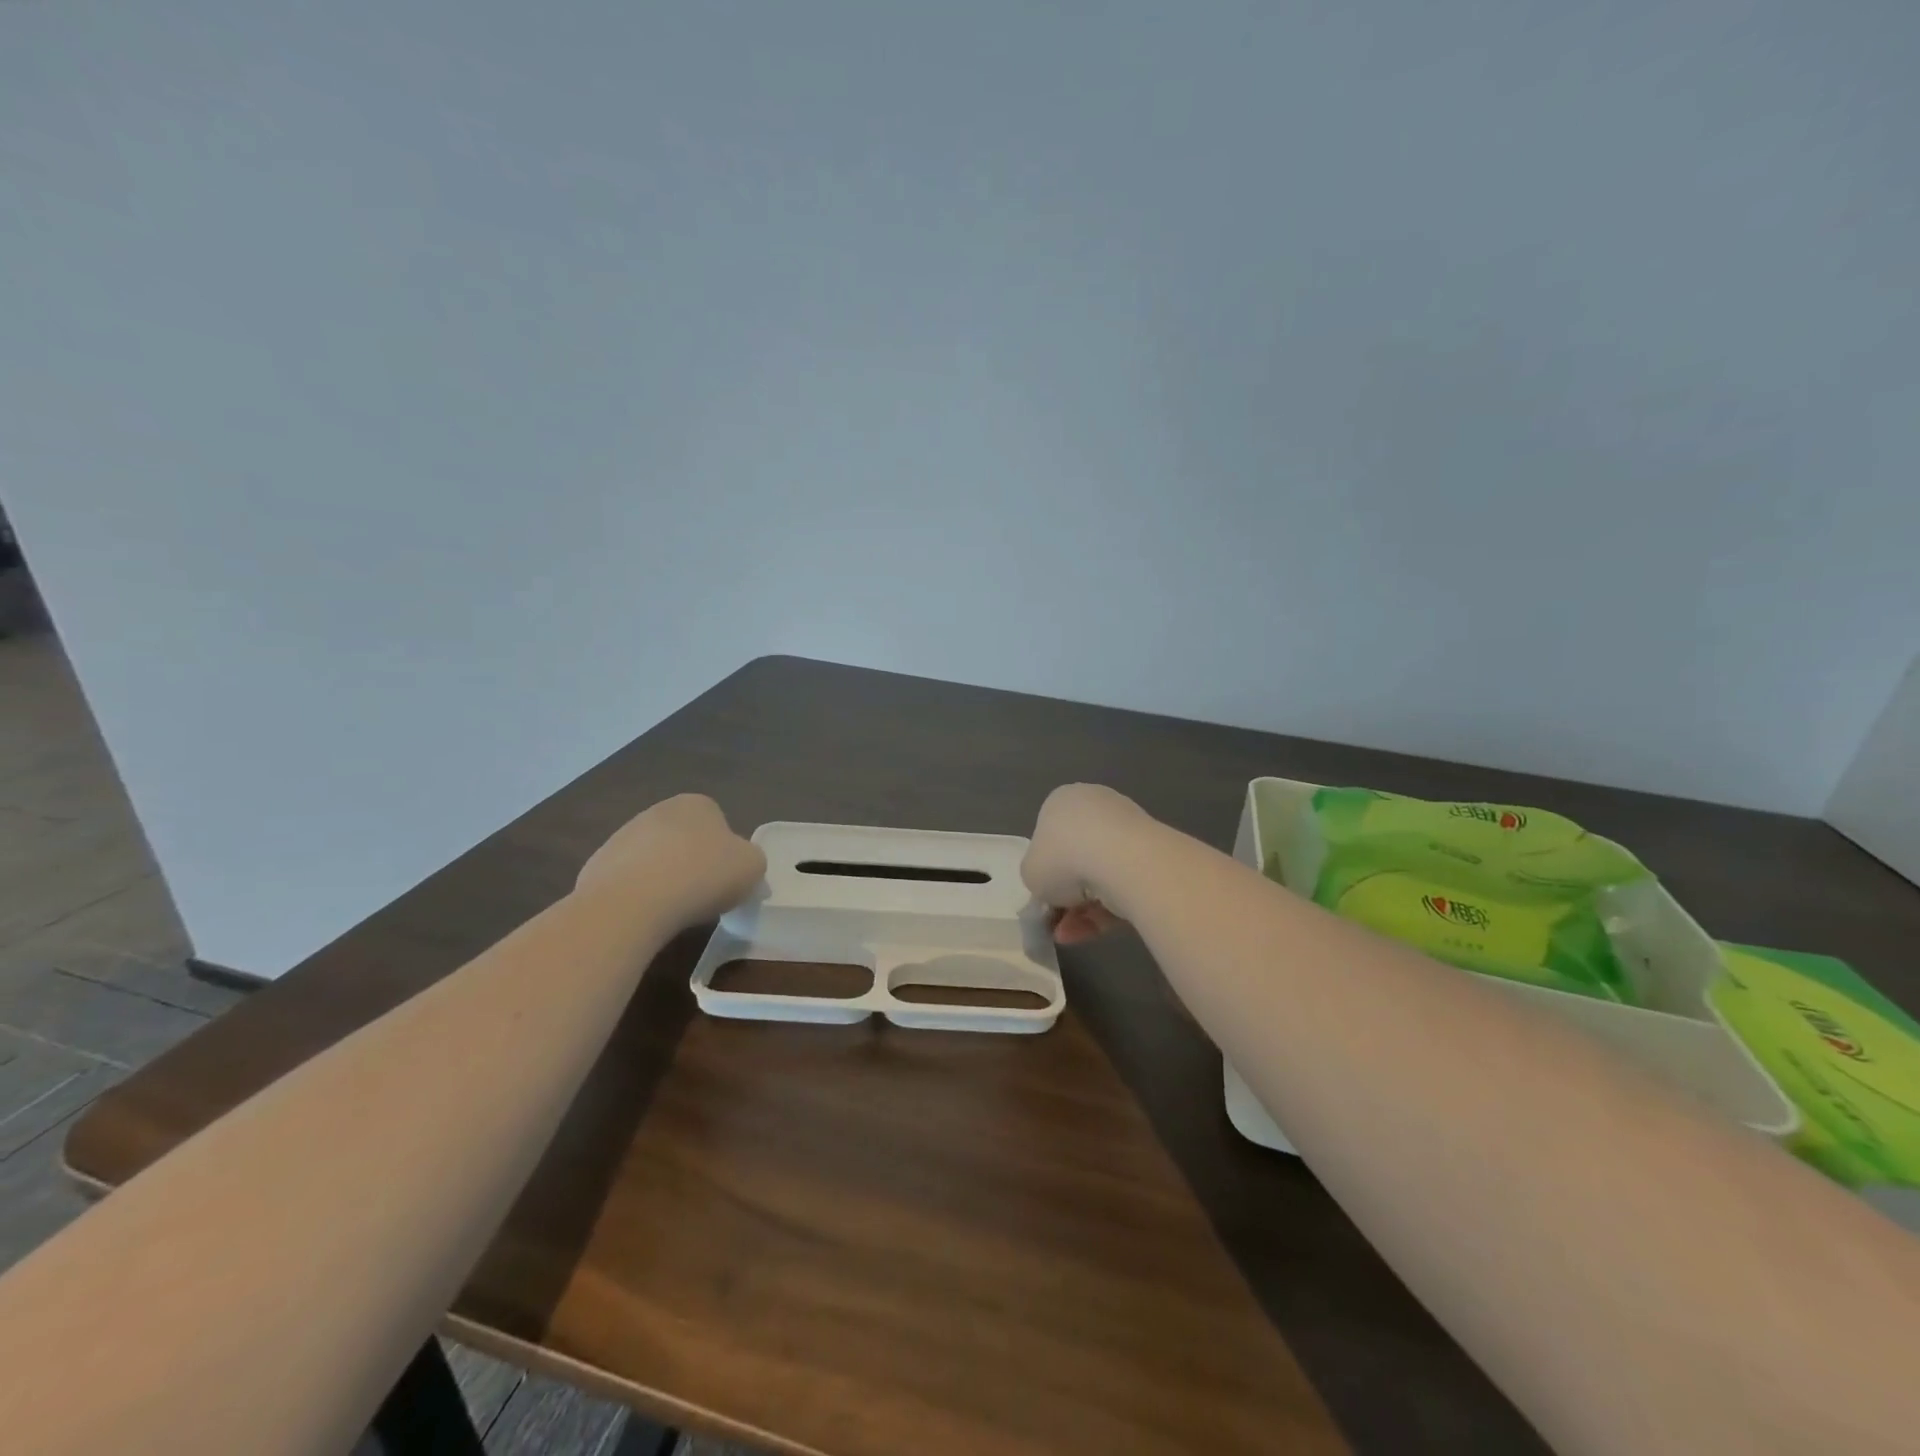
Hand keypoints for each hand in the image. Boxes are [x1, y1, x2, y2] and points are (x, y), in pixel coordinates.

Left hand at [576, 793, 765, 924]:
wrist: (633, 902)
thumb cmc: (703, 875)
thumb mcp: (752, 867)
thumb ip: (751, 861)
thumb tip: (741, 867)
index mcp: (697, 804)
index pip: (718, 822)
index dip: (726, 853)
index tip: (727, 879)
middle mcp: (657, 811)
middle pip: (683, 839)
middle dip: (692, 863)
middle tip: (703, 896)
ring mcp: (622, 837)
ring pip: (654, 860)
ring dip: (663, 879)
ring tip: (673, 911)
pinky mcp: (597, 866)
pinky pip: (627, 882)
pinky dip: (637, 897)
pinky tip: (644, 916)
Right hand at [1022, 783, 1147, 943]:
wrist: (1124, 861)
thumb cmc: (1064, 857)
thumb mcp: (1030, 873)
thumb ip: (1036, 877)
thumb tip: (1051, 886)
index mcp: (1062, 801)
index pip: (1049, 836)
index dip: (1044, 870)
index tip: (1042, 897)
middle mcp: (1097, 806)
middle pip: (1077, 856)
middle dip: (1067, 893)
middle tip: (1056, 920)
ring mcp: (1128, 829)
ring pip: (1101, 875)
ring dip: (1083, 908)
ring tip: (1069, 936)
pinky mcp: (1153, 855)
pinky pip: (1123, 885)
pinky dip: (1107, 910)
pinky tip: (1092, 933)